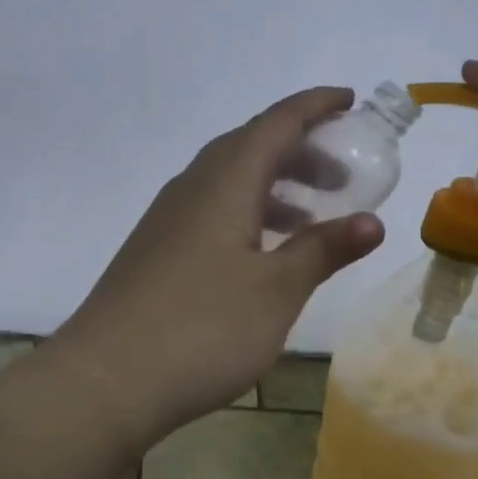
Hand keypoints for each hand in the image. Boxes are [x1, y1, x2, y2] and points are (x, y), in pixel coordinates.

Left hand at [49, 88, 384, 444]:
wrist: (105, 379)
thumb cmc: (202, 328)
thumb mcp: (276, 290)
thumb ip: (323, 250)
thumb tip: (372, 221)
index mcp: (224, 182)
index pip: (276, 123)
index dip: (315, 106)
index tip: (350, 100)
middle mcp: (192, 187)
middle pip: (250, 146)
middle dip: (300, 150)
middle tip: (342, 176)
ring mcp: (167, 218)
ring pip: (228, 180)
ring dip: (274, 186)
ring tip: (311, 218)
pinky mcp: (156, 249)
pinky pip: (211, 209)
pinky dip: (247, 213)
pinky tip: (261, 253)